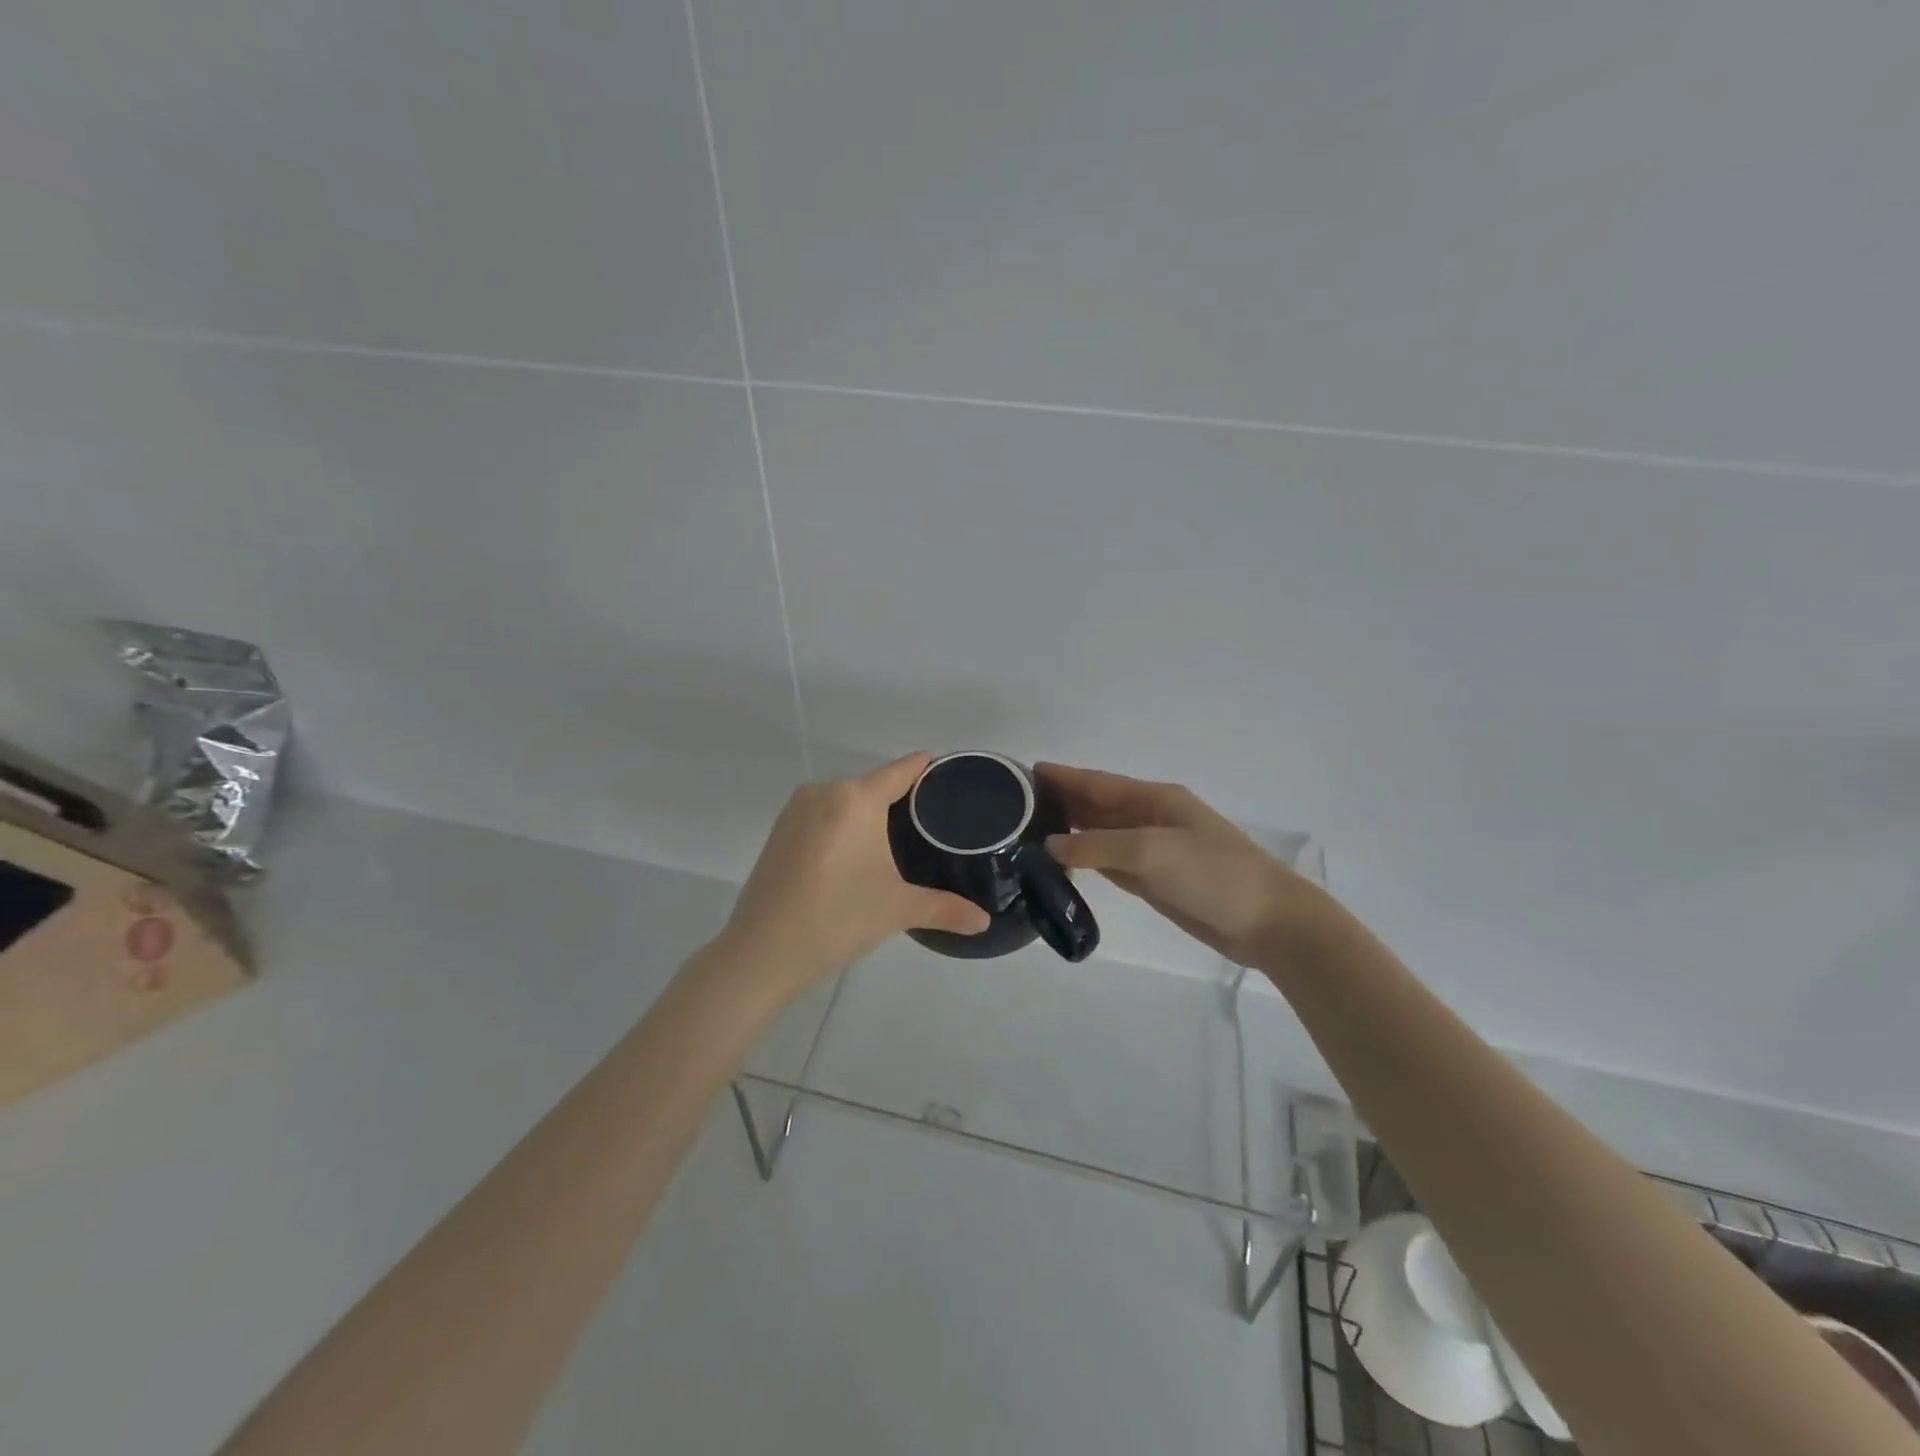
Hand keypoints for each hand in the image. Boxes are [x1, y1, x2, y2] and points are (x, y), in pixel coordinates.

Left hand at [722, 752, 990, 995]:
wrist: (762, 951)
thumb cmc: (838, 918)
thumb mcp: (898, 910)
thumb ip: (945, 909)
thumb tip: (985, 922)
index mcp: (856, 798)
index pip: (900, 771)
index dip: (925, 769)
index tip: (946, 772)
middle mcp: (824, 792)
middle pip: (872, 786)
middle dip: (898, 801)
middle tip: (929, 825)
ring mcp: (795, 811)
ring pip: (844, 802)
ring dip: (866, 815)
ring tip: (894, 841)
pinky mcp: (778, 832)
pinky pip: (821, 817)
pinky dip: (840, 827)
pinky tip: (853, 855)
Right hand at [1036, 763, 1330, 967]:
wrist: (1266, 921)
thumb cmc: (1211, 873)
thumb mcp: (1151, 851)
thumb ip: (1097, 846)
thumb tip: (1050, 845)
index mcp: (1154, 799)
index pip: (1098, 782)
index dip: (1064, 777)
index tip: (1026, 771)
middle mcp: (1150, 819)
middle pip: (1097, 806)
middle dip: (1062, 801)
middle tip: (1017, 804)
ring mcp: (1153, 851)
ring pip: (1101, 835)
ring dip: (1070, 831)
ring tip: (1029, 831)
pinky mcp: (1154, 881)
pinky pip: (1110, 863)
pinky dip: (1086, 860)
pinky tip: (1063, 861)